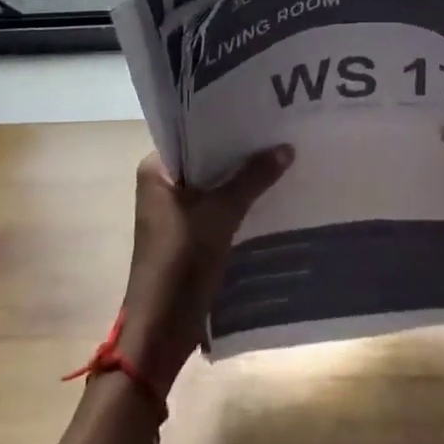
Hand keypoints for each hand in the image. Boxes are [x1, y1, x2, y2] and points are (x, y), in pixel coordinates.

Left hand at [117, 147, 292, 392]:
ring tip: (280, 155)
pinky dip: (238, 200)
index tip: (258, 111)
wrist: (161, 331)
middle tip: (277, 129)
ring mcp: (175, 212)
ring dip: (241, 177)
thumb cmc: (182, 261)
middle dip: (238, 150)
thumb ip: (253, 178)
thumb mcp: (222, 213)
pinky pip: (217, 207)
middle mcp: (162, 186)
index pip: (192, 133)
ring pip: (214, 184)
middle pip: (205, 158)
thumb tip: (287, 147)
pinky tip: (270, 192)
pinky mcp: (188, 235)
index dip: (224, 123)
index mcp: (156, 171)